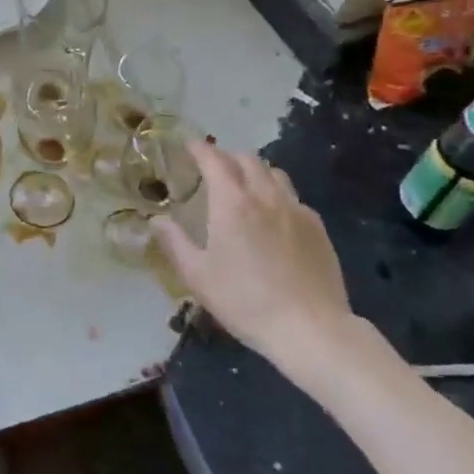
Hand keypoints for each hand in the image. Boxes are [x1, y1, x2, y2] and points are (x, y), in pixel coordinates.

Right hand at [153, 146, 384, 389]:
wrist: (310, 328)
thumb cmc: (245, 301)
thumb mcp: (197, 276)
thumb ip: (174, 242)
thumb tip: (157, 219)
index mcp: (232, 203)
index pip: (214, 160)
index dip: (199, 149)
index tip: (188, 145)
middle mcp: (265, 196)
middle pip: (247, 160)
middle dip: (227, 156)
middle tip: (212, 166)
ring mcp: (296, 210)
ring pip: (274, 173)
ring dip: (254, 170)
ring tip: (243, 185)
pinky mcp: (317, 227)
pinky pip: (293, 197)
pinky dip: (276, 194)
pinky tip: (272, 216)